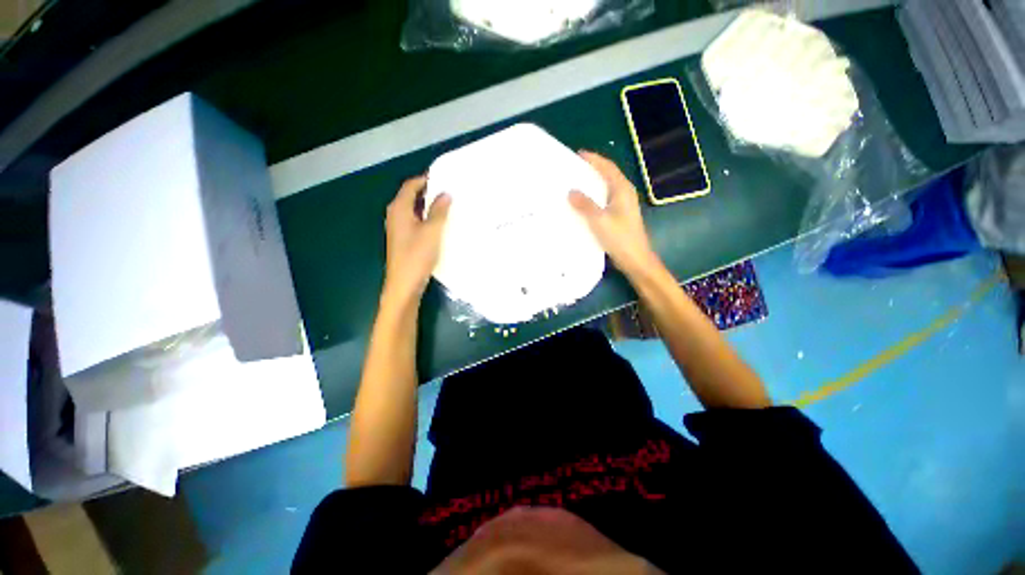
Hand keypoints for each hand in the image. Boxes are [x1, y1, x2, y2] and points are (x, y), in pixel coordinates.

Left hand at [383, 176, 451, 303]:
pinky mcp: (403, 240)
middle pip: (411, 197)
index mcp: (399, 209)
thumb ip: (439, 211)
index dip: (425, 179)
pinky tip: (440, 224)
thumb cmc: (417, 255)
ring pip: (414, 210)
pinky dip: (426, 218)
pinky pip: (415, 222)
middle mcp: (395, 215)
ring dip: (429, 206)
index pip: (410, 185)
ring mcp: (398, 229)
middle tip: (449, 190)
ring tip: (448, 205)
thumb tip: (445, 194)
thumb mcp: (432, 231)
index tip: (443, 176)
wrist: (404, 284)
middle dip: (428, 192)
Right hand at [569, 151, 659, 276]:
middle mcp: (624, 194)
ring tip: (575, 184)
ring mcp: (623, 206)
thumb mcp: (600, 220)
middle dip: (592, 170)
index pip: (607, 168)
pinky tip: (583, 204)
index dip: (594, 159)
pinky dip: (593, 198)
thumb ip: (585, 204)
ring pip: (606, 189)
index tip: (578, 154)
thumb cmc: (620, 238)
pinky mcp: (619, 216)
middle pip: (607, 176)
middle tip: (573, 168)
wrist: (635, 259)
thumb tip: (571, 191)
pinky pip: (604, 200)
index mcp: (622, 190)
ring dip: (592, 184)